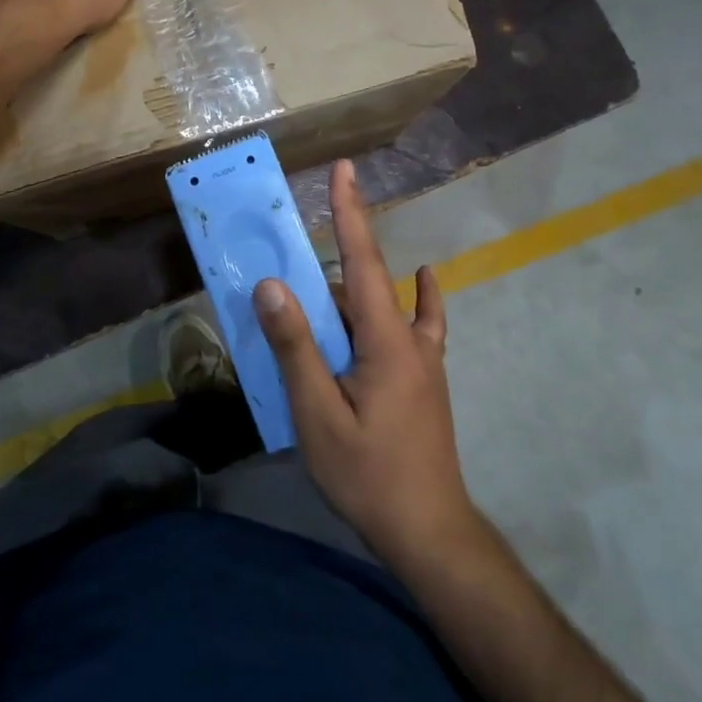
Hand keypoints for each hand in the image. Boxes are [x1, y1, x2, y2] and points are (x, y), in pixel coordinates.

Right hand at [253, 161, 479, 566]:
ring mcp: (423, 360)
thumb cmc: (369, 475)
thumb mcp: (318, 414)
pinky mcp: (425, 379)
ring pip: (384, 306)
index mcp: (386, 340)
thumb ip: (296, 347)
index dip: (351, 211)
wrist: (429, 533)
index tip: (346, 169)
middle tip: (288, 263)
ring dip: (351, 291)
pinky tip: (421, 286)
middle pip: (367, 282)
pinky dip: (412, 300)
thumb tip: (272, 285)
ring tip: (310, 299)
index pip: (363, 259)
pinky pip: (416, 325)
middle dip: (332, 261)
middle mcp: (410, 339)